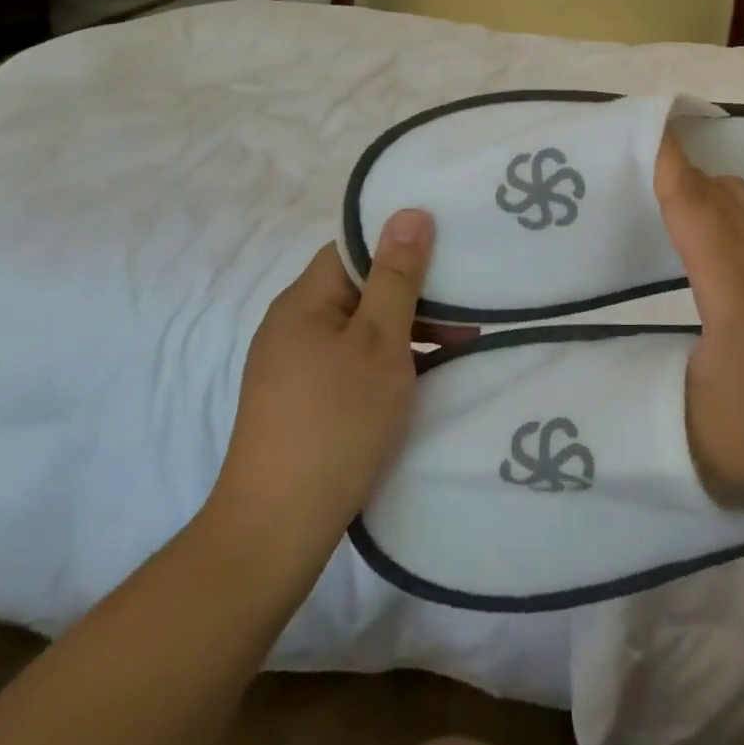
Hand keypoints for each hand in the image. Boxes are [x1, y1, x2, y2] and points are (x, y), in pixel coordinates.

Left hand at [200, 211, 460, 558]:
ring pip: (360, 328)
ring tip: (459, 348)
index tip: (449, 256)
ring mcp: (293, 367)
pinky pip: (351, 361)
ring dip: (407, 331)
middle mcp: (292, 325)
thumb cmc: (336, 422)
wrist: (275, 532)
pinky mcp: (300, 402)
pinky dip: (387, 362)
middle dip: (415, 295)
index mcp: (304, 300)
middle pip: (360, 288)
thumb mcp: (380, 342)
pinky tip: (422, 380)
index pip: (355, 249)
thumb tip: (409, 212)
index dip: (401, 245)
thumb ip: (397, 276)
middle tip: (468, 312)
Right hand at [654, 132, 743, 506]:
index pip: (692, 207)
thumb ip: (645, 382)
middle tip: (635, 159)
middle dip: (677, 167)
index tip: (644, 125)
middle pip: (716, 193)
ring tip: (675, 193)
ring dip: (710, 185)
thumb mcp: (688, 418)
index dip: (666, 163)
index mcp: (729, 283)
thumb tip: (612, 364)